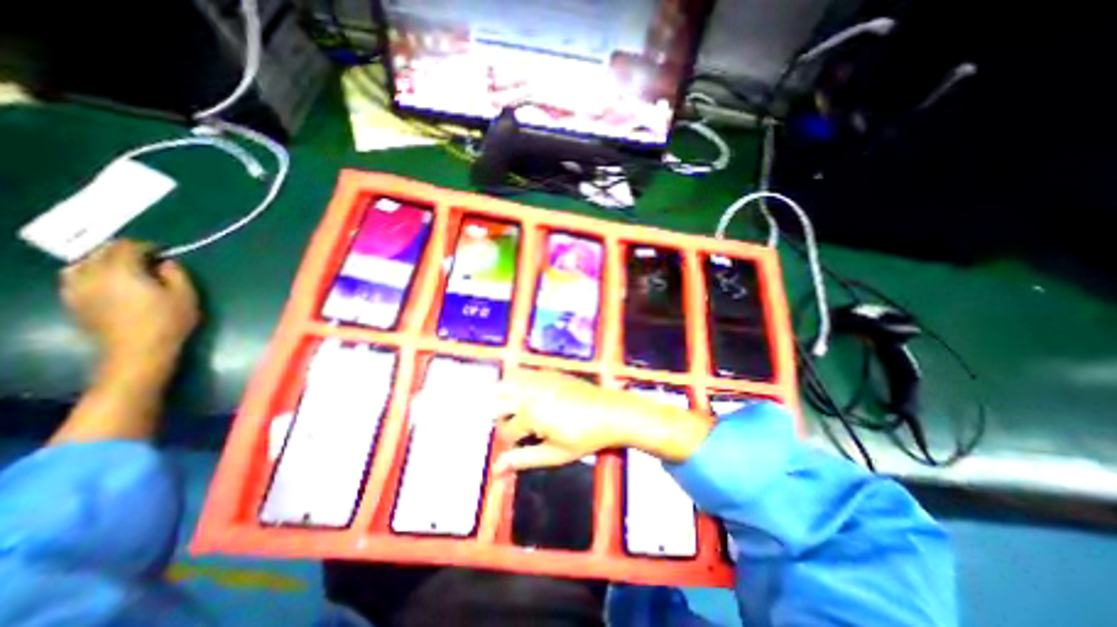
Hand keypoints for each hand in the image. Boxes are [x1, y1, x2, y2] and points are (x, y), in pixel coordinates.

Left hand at [62, 241, 199, 367]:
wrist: (137, 350)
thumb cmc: (168, 321)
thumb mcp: (186, 295)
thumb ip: (176, 274)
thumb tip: (166, 263)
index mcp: (123, 271)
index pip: (127, 247)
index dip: (146, 246)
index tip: (163, 252)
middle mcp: (93, 274)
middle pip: (101, 252)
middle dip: (124, 250)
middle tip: (146, 258)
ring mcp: (77, 288)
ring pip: (82, 262)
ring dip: (103, 260)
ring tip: (124, 268)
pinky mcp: (72, 300)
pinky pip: (73, 277)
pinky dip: (89, 273)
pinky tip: (105, 281)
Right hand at [491, 373, 715, 469]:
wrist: (610, 412)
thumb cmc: (585, 438)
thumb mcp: (554, 454)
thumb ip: (523, 459)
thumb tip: (496, 469)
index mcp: (530, 412)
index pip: (506, 429)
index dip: (511, 442)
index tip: (522, 446)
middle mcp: (529, 390)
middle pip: (499, 401)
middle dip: (502, 416)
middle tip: (518, 429)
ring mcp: (539, 377)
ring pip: (506, 382)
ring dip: (506, 397)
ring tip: (519, 412)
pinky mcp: (548, 371)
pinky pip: (523, 373)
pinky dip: (518, 384)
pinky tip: (531, 397)